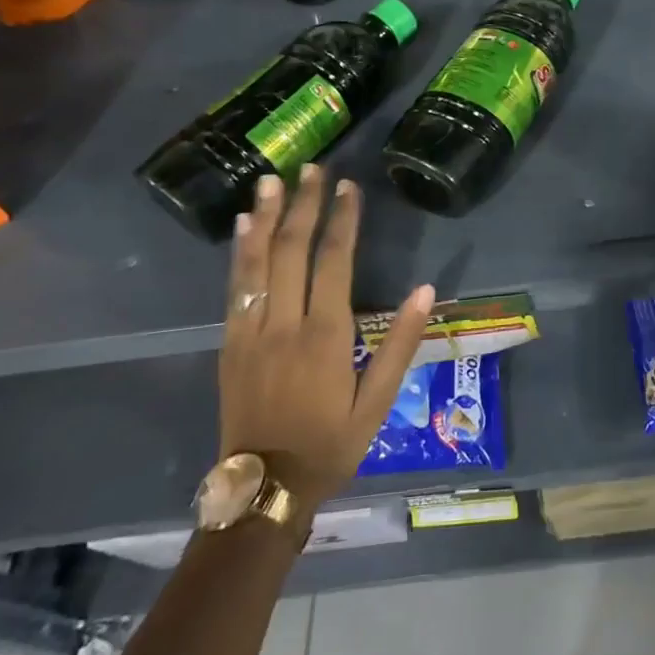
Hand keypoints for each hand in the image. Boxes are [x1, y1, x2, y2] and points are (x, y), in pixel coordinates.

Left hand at [220, 165, 435, 504]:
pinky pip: (233, 288)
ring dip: (264, 217)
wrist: (264, 487)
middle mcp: (285, 323)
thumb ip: (400, 343)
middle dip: (303, 204)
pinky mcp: (229, 343)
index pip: (334, 260)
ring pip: (256, 262)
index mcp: (326, 334)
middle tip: (311, 168)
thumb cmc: (331, 442)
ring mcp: (251, 331)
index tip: (348, 186)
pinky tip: (242, 226)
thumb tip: (425, 290)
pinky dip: (239, 251)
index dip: (342, 219)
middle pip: (292, 249)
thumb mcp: (379, 400)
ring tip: (270, 180)